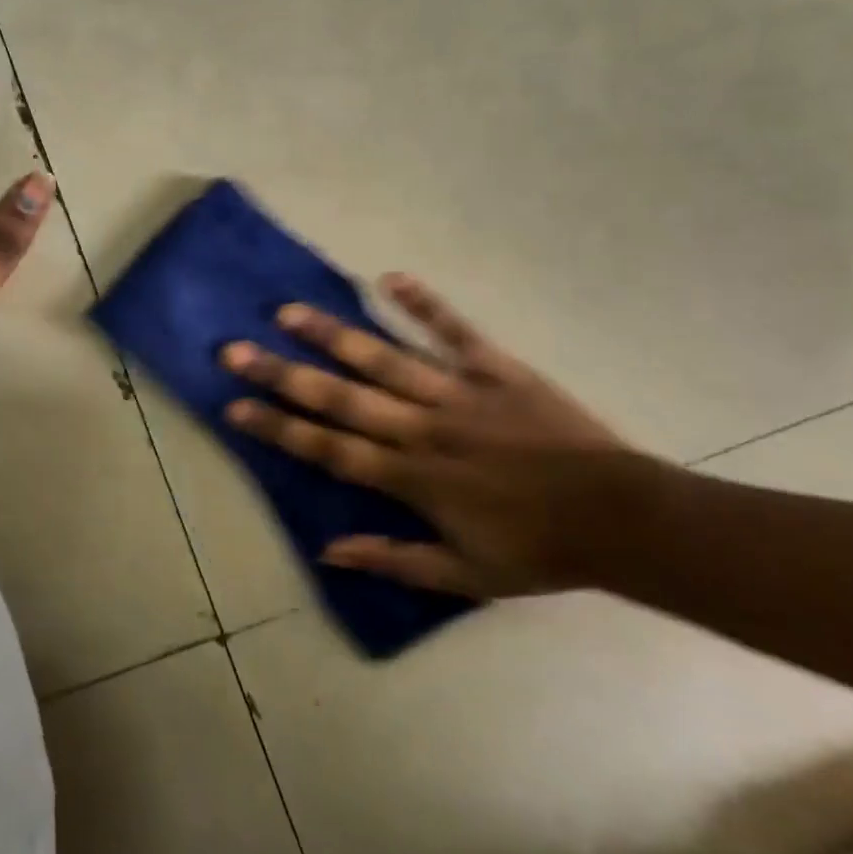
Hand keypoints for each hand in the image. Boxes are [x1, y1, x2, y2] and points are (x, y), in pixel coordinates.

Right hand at [220, 274, 645, 598]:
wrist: (618, 518)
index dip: (278, 428)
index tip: (234, 408)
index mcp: (412, 477)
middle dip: (283, 374)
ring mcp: (458, 392)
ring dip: (333, 334)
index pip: (329, 449)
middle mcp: (423, 428)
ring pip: (384, 358)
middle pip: (340, 397)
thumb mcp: (463, 575)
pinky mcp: (495, 369)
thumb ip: (393, 559)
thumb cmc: (536, 550)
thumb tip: (327, 551)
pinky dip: (424, 305)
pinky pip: (455, 331)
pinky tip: (391, 278)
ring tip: (288, 311)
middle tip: (236, 349)